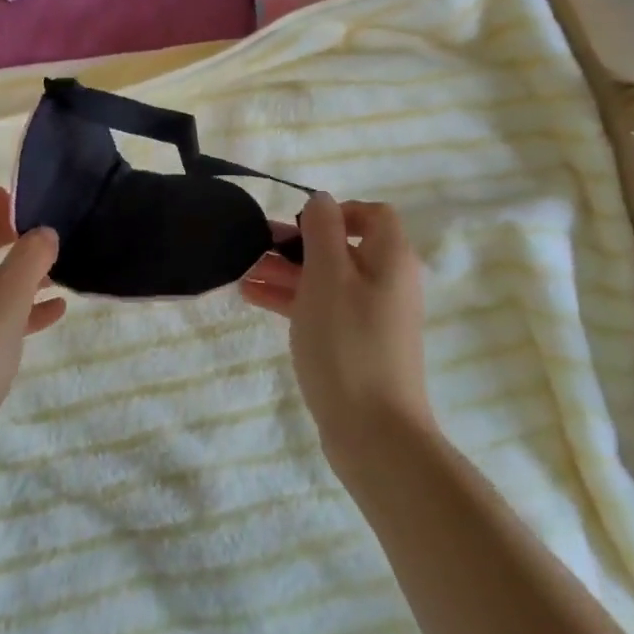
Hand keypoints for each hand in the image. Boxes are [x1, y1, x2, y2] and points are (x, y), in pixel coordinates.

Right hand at [240, 193, 431, 458]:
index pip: (373, 216)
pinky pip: (321, 309)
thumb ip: (323, 231)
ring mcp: (371, 318)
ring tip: (242, 270)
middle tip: (254, 243)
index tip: (299, 224)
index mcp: (391, 260)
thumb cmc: (347, 343)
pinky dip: (292, 299)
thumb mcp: (328, 277)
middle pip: (342, 248)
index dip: (337, 212)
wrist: (373, 434)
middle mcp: (387, 284)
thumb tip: (322, 199)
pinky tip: (252, 296)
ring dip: (287, 271)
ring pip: (326, 280)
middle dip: (297, 243)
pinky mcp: (354, 346)